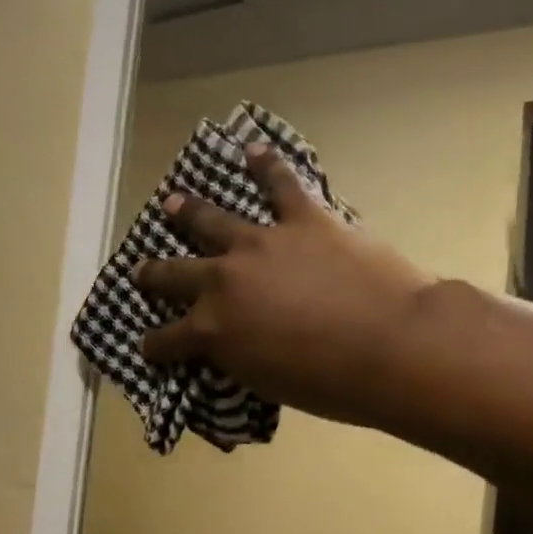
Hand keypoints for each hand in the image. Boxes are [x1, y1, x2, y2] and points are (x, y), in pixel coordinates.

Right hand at [134, 144, 437, 426]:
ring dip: (189, 211)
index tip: (147, 346)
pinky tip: (253, 150)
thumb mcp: (266, 382)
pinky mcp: (302, 219)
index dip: (153, 345)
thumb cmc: (332, 383)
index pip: (166, 340)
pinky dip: (266, 165)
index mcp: (212, 329)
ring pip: (212, 221)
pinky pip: (280, 184)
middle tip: (140, 272)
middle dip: (153, 276)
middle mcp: (222, 280)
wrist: (392, 345)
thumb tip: (230, 344)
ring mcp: (260, 243)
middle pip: (175, 275)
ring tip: (172, 202)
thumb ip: (237, 357)